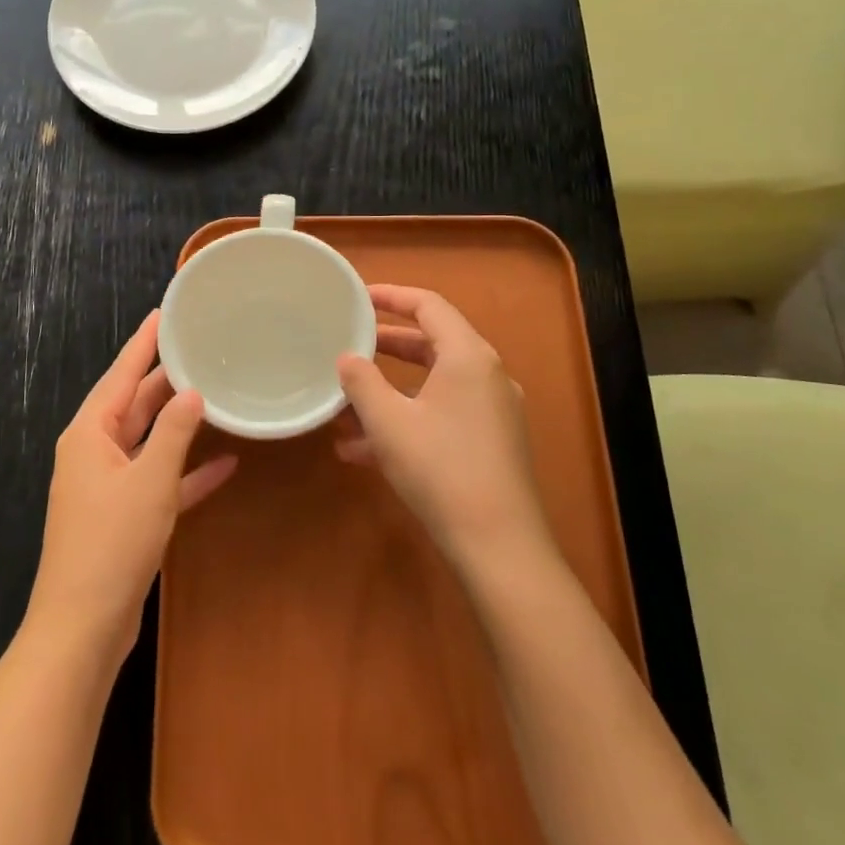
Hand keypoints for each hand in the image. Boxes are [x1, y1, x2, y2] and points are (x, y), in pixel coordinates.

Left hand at [25, 311, 237, 662]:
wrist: (83, 626)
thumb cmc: (112, 542)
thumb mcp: (149, 480)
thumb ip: (174, 433)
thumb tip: (192, 393)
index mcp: (89, 433)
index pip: (120, 374)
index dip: (143, 343)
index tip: (163, 313)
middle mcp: (94, 451)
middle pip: (134, 405)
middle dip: (166, 381)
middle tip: (201, 350)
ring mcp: (108, 485)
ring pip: (148, 441)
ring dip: (179, 425)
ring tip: (215, 395)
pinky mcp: (123, 516)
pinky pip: (158, 480)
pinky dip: (186, 472)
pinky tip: (225, 465)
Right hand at [335, 284, 553, 574]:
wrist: (499, 548)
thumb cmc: (440, 470)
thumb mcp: (388, 422)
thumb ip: (361, 382)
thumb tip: (347, 358)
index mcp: (468, 356)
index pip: (429, 305)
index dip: (391, 296)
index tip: (358, 298)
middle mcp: (487, 375)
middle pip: (431, 344)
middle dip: (385, 346)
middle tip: (349, 343)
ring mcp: (493, 412)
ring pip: (433, 385)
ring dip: (390, 391)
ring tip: (345, 406)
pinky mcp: (491, 444)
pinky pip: (442, 415)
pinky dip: (407, 420)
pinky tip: (362, 452)